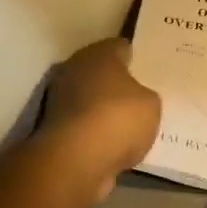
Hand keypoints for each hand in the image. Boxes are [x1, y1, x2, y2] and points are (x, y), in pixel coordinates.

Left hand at [40, 38, 160, 195]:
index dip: (136, 57)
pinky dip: (95, 133)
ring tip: (130, 125)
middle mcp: (75, 69)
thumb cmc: (118, 118)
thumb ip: (145, 95)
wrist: (76, 161)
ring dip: (104, 110)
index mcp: (99, 53)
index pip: (120, 47)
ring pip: (91, 100)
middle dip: (118, 84)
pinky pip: (84, 126)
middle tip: (141, 97)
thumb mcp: (151, 103)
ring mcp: (60, 100)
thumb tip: (136, 98)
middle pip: (102, 73)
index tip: (149, 70)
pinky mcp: (55, 130)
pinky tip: (115, 144)